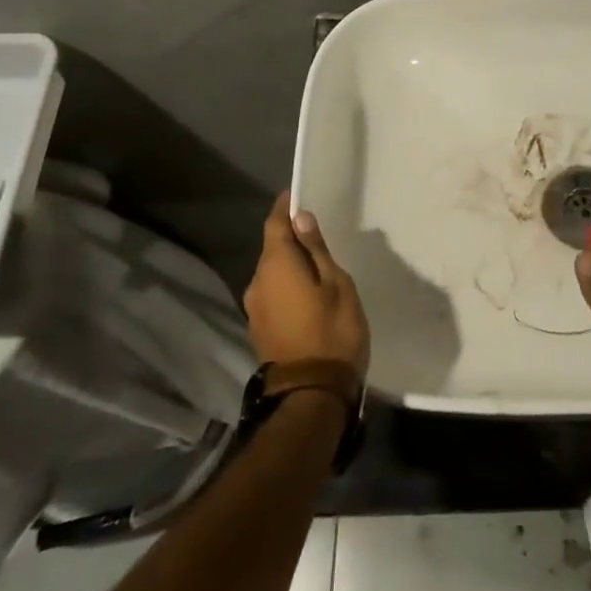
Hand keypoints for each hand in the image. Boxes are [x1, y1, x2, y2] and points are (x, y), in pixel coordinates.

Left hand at [244, 192, 369, 375]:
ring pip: (272, 274)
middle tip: (319, 236)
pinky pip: (272, 294)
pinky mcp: (259, 329)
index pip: (274, 224)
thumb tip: (301, 219)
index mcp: (276, 265)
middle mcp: (257, 282)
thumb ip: (317, 250)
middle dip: (291, 239)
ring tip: (318, 269)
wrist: (311, 393)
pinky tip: (307, 295)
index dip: (285, 208)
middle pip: (272, 250)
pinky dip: (287, 287)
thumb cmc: (332, 331)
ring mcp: (254, 308)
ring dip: (290, 266)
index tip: (297, 196)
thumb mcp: (336, 284)